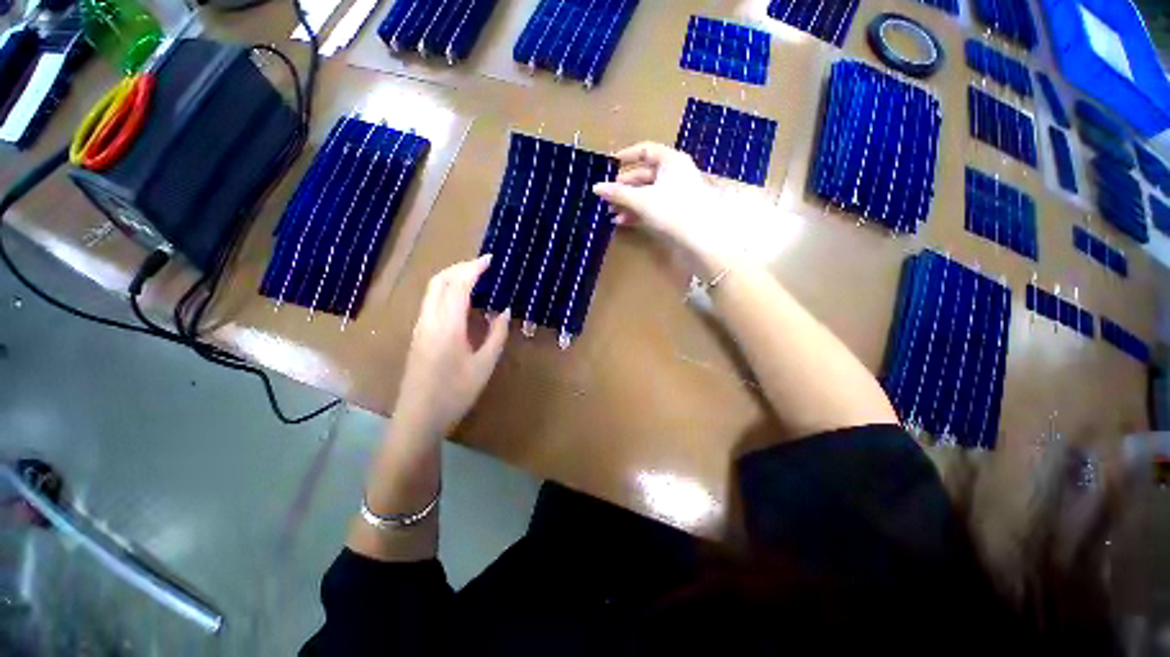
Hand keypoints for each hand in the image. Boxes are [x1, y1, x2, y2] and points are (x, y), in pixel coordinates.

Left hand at [392, 255, 509, 441]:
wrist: (418, 418)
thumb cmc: (456, 393)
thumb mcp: (484, 365)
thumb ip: (496, 334)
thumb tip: (503, 310)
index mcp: (447, 326)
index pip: (458, 285)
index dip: (474, 268)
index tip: (491, 260)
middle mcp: (429, 320)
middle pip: (439, 281)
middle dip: (461, 267)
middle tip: (484, 266)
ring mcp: (420, 327)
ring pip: (432, 290)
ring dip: (453, 277)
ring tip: (476, 278)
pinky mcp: (418, 335)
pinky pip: (431, 302)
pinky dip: (447, 291)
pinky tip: (462, 300)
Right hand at [592, 142, 734, 269]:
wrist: (700, 239)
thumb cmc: (672, 210)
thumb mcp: (642, 200)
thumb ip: (618, 193)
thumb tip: (595, 187)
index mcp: (670, 161)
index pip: (645, 150)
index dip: (626, 156)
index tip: (609, 165)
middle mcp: (674, 174)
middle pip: (644, 174)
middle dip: (623, 186)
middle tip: (606, 196)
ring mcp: (675, 194)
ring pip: (647, 193)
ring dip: (628, 202)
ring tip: (610, 211)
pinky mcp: (675, 212)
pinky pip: (652, 206)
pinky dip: (637, 212)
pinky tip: (622, 221)